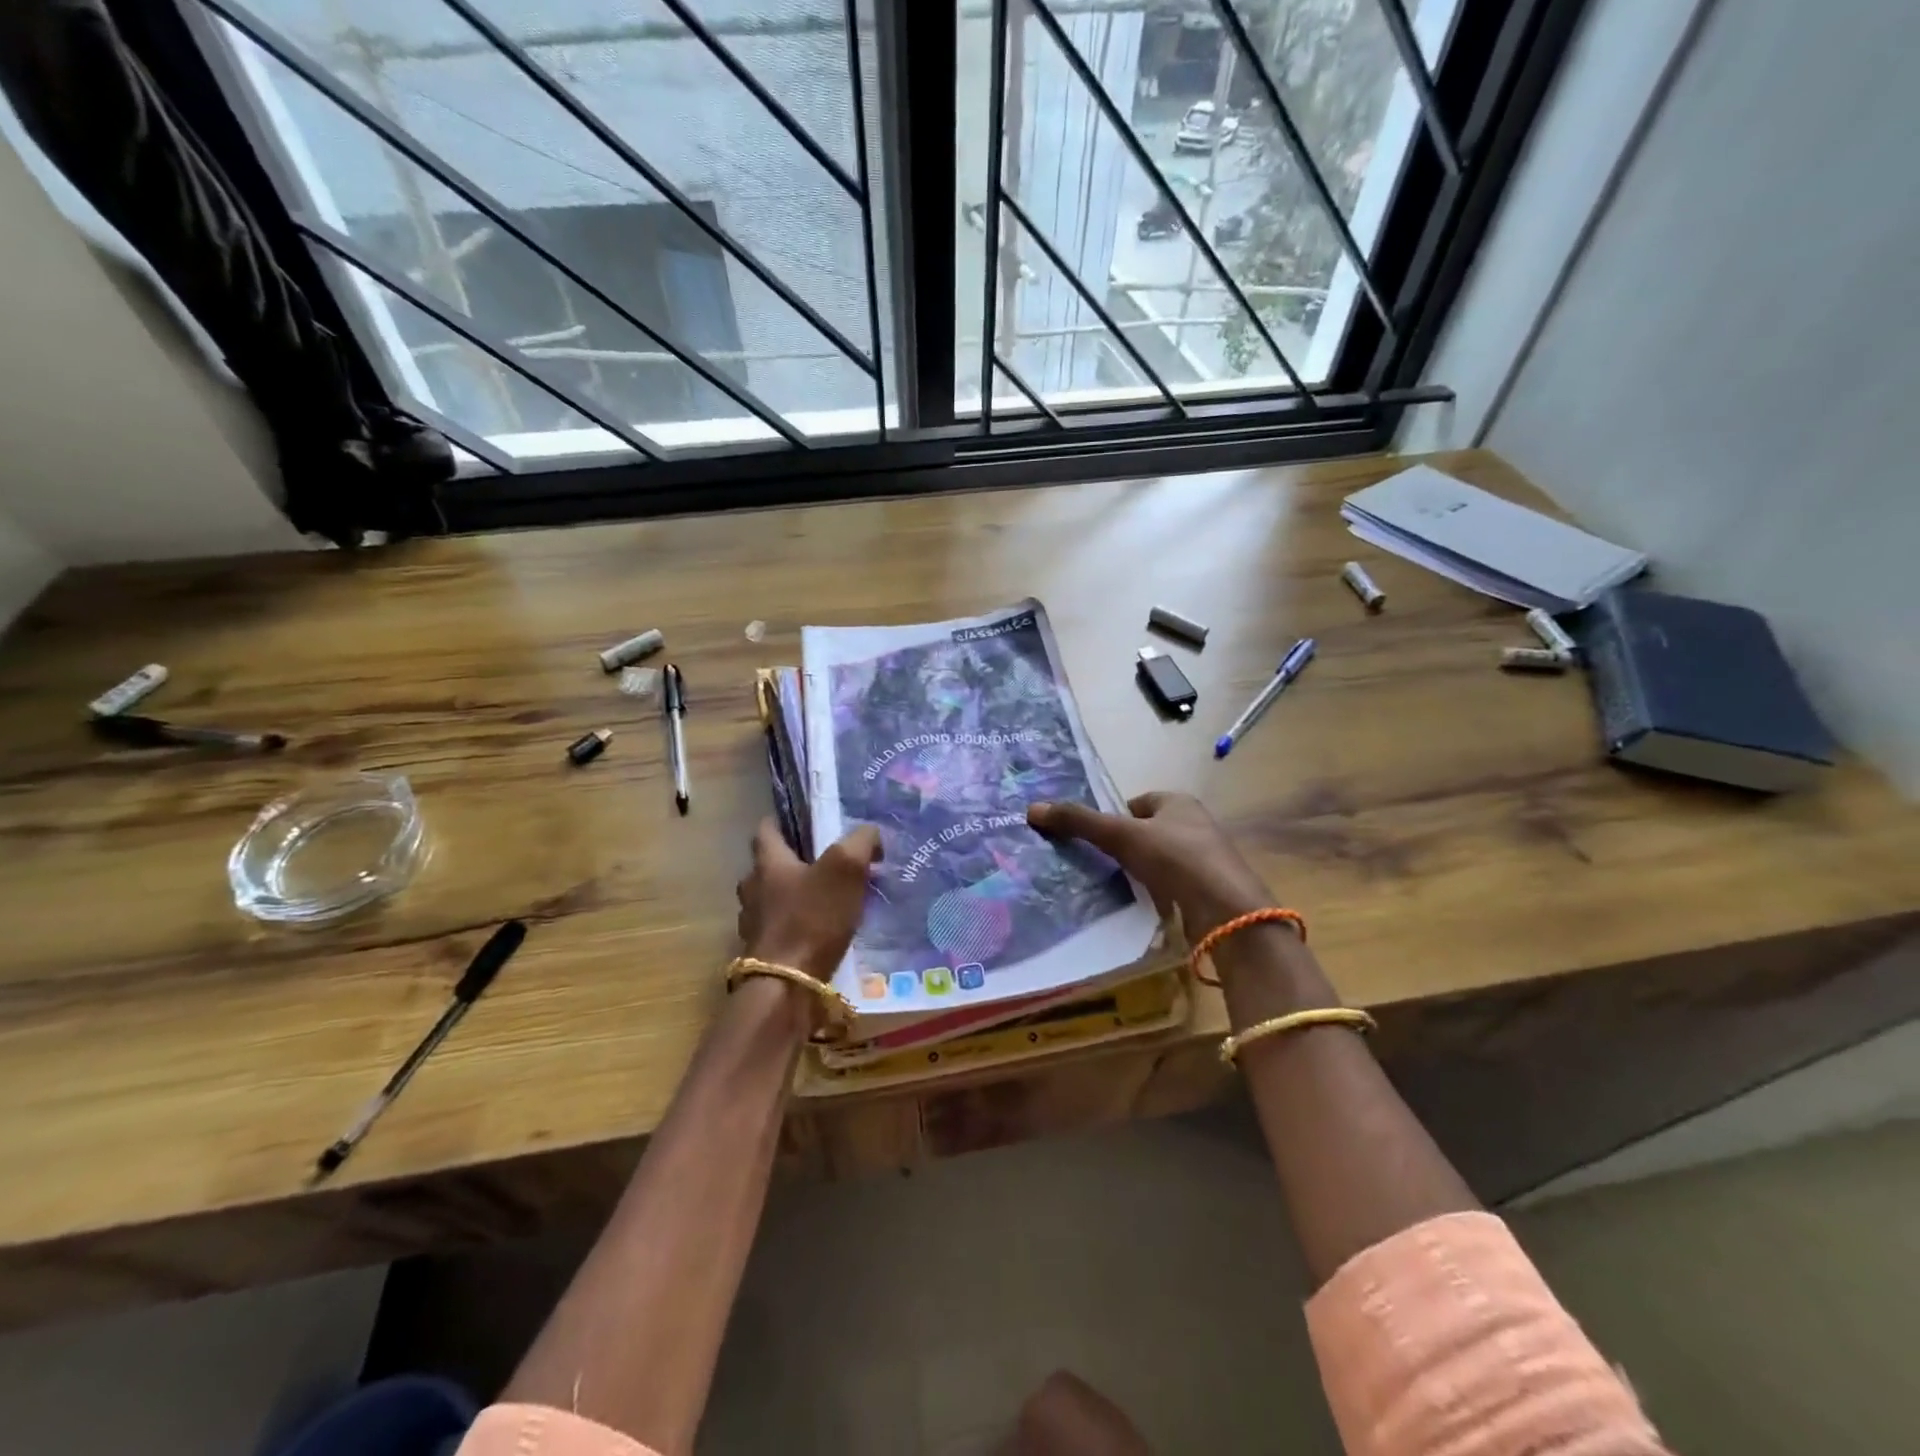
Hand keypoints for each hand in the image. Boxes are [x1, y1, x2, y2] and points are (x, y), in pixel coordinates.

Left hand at [735, 819, 881, 982]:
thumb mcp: (846, 868)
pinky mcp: (764, 955)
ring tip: (829, 900)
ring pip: (774, 900)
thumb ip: (860, 842)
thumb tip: (870, 834)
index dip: (781, 822)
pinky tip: (823, 933)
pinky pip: (782, 931)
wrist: (787, 988)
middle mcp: (753, 890)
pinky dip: (799, 927)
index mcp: (768, 863)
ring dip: (795, 897)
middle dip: (794, 863)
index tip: (801, 821)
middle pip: (769, 867)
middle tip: (825, 863)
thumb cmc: (812, 918)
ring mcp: (754, 925)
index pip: (765, 830)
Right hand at [1027, 792, 1273, 937]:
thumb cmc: (1175, 858)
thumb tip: (1032, 809)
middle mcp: (1196, 825)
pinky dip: (1157, 892)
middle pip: (1149, 831)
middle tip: (1099, 864)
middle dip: (1126, 845)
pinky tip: (1143, 905)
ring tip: (1116, 887)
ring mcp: (1205, 859)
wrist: (1226, 910)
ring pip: (1161, 860)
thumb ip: (1079, 822)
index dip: (1115, 818)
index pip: (1138, 803)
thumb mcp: (1121, 835)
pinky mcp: (1209, 890)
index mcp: (1179, 802)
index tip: (1096, 839)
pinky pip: (1173, 885)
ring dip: (1141, 871)